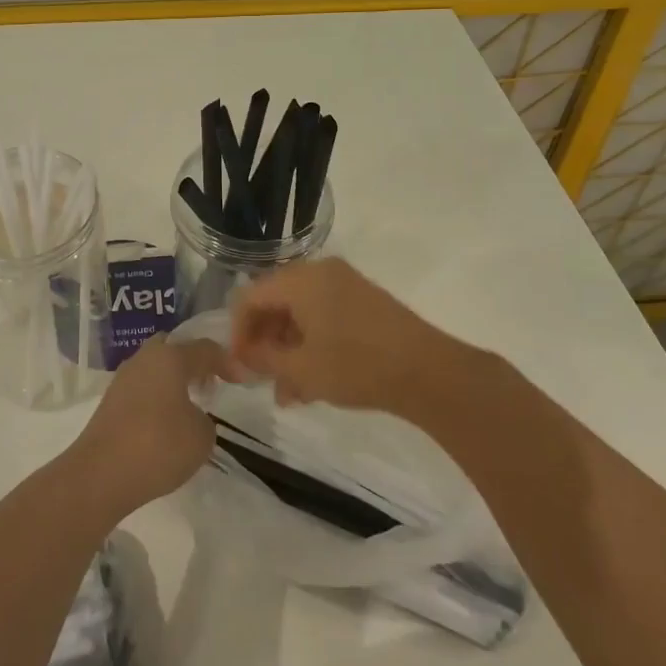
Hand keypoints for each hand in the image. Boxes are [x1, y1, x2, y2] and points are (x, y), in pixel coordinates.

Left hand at [63, 334, 224, 522]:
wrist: (100, 474)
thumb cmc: (158, 445)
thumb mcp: (201, 436)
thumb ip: (204, 420)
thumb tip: (189, 417)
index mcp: (170, 357)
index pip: (205, 349)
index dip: (227, 362)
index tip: (241, 380)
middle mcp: (144, 359)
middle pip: (173, 349)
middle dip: (193, 362)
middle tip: (209, 383)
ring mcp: (123, 379)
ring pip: (154, 368)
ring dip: (173, 381)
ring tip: (189, 405)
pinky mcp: (109, 402)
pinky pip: (141, 389)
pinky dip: (157, 398)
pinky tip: (165, 421)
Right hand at [230, 257, 451, 411]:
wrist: (427, 372)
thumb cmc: (356, 366)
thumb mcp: (302, 368)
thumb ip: (264, 359)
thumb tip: (242, 355)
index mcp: (301, 279)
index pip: (250, 297)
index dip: (238, 332)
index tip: (239, 366)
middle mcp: (321, 272)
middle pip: (275, 302)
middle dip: (265, 342)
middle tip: (262, 379)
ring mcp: (346, 284)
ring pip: (300, 313)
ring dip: (288, 349)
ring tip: (288, 393)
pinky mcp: (364, 301)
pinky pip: (323, 316)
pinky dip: (311, 343)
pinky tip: (312, 382)